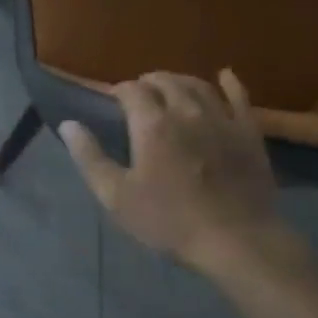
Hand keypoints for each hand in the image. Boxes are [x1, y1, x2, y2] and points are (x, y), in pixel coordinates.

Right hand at [59, 70, 289, 277]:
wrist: (236, 241)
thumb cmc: (169, 221)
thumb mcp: (116, 196)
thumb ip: (90, 157)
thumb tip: (68, 124)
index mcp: (152, 124)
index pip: (131, 90)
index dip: (119, 91)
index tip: (113, 102)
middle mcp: (186, 111)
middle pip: (165, 81)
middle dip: (148, 82)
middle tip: (139, 95)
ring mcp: (221, 119)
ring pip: (198, 85)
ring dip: (180, 81)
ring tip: (170, 87)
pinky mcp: (248, 133)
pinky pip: (239, 97)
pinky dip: (230, 84)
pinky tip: (225, 76)